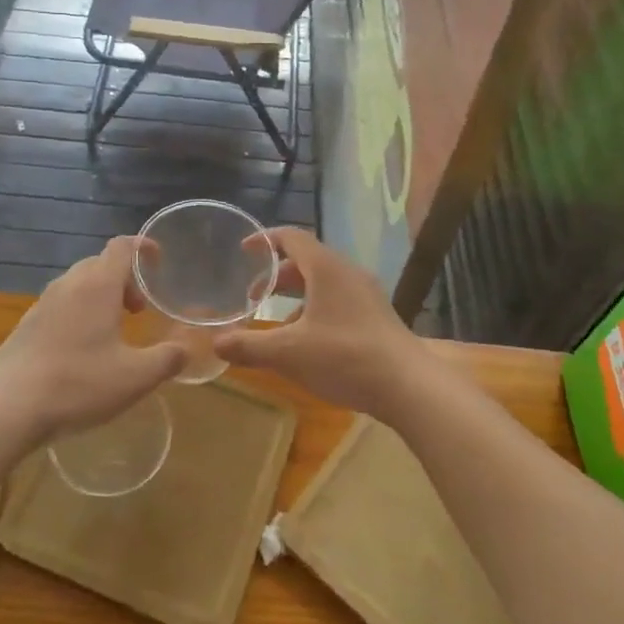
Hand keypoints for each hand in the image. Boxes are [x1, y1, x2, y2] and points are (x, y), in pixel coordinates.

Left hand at [0, 237, 184, 441]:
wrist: (8, 407)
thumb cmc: (79, 385)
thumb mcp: (135, 378)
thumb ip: (167, 359)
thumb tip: (185, 349)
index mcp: (97, 286)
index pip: (122, 246)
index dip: (143, 247)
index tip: (159, 262)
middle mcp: (69, 284)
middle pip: (101, 263)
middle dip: (125, 279)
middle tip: (139, 310)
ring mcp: (43, 303)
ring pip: (79, 283)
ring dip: (101, 296)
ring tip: (113, 329)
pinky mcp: (27, 324)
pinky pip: (61, 304)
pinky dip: (80, 312)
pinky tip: (82, 348)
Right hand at [213, 227, 426, 417]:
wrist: (407, 385)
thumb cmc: (344, 357)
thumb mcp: (289, 353)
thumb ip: (249, 346)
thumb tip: (216, 343)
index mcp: (326, 268)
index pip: (292, 237)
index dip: (265, 240)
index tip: (244, 250)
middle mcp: (347, 272)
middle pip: (307, 260)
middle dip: (277, 274)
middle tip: (253, 295)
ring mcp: (367, 293)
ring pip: (324, 281)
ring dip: (297, 294)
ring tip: (277, 321)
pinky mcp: (377, 315)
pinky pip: (339, 299)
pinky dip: (316, 308)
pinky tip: (309, 341)